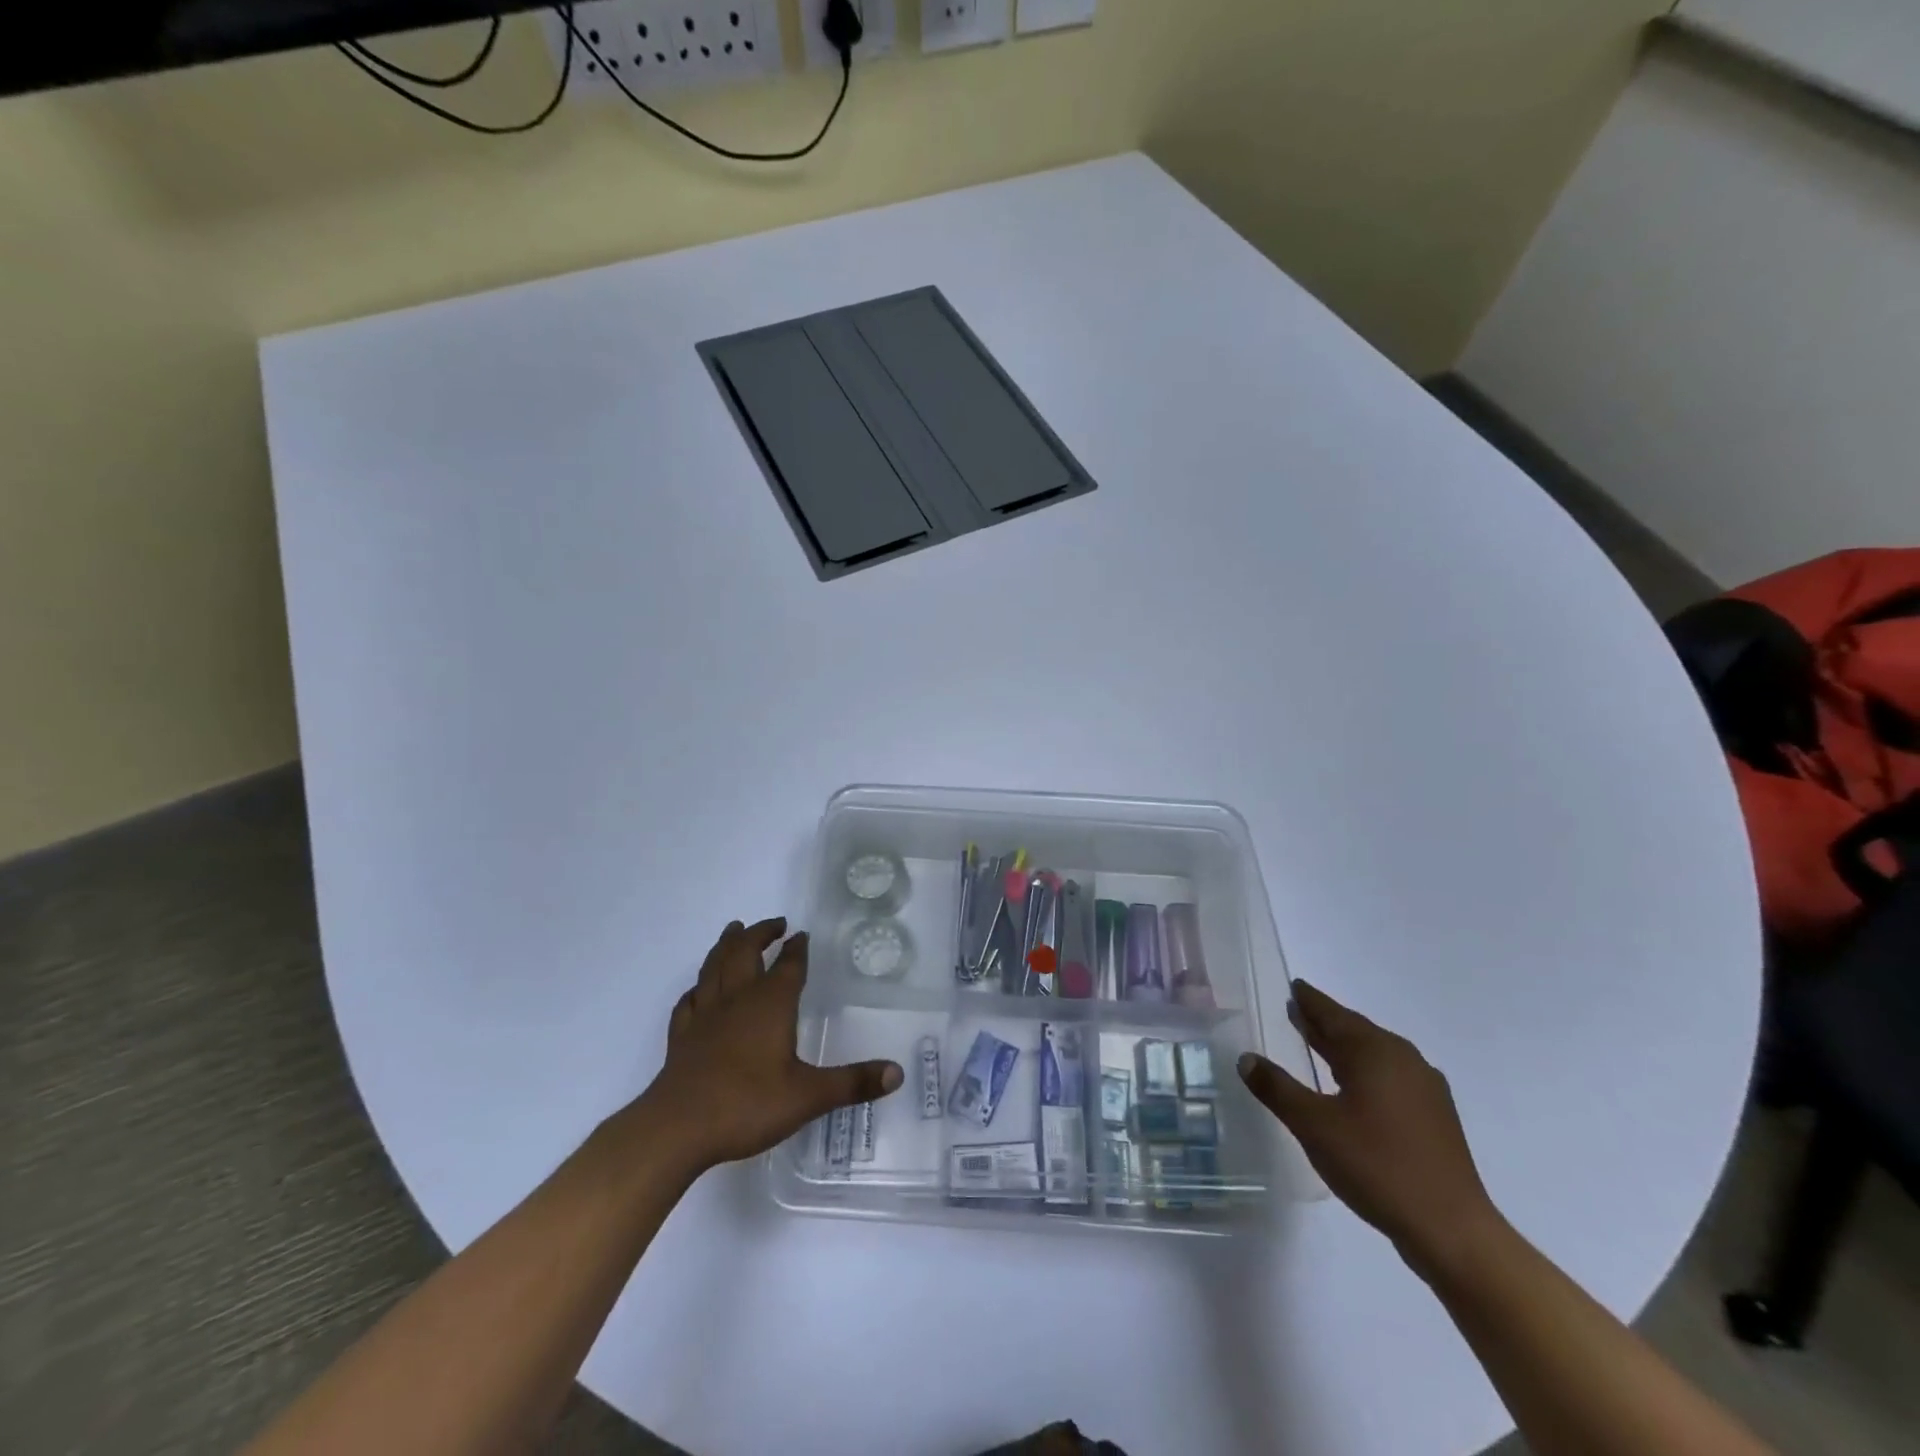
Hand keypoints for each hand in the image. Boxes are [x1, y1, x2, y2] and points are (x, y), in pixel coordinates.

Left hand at [636, 918, 902, 1175]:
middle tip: (774, 923)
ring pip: (714, 968)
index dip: (797, 949)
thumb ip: (853, 1083)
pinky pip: (688, 1002)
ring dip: (725, 946)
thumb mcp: (809, 1096)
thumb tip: (898, 1073)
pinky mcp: (681, 1037)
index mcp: (770, 1004)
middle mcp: (737, 1000)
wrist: (677, 1129)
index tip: (801, 934)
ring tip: (733, 931)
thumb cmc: (747, 1105)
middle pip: (745, 953)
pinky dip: (696, 989)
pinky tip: (698, 991)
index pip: (788, 966)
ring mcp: (704, 1016)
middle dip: (759, 934)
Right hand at [1237, 981, 1501, 1274]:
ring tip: (1318, 1046)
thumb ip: (1277, 1088)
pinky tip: (1354, 1089)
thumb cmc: (1376, 1165)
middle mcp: (1403, 1059)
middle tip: (1297, 1011)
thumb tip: (1246, 1058)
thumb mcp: (1313, 1125)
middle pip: (1356, 1031)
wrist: (1451, 1230)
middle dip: (1325, 1022)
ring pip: (1375, 1055)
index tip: (1294, 987)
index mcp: (1375, 1052)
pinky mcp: (1435, 1117)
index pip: (1333, 1014)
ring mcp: (1425, 1089)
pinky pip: (1390, 1077)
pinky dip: (1365, 1072)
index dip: (1310, 1001)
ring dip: (1345, 1048)